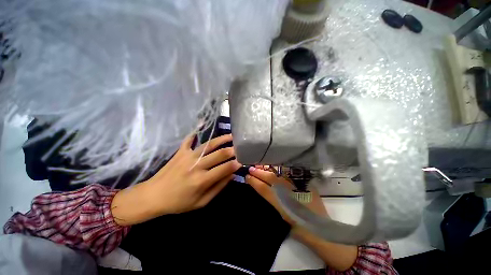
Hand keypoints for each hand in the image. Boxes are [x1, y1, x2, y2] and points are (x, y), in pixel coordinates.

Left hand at [112, 134, 240, 225]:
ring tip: (231, 136)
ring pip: (209, 145)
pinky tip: (202, 126)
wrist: (153, 197)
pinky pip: (189, 140)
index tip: (243, 160)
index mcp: (202, 180)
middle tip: (241, 147)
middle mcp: (197, 166)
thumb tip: (231, 175)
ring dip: (222, 139)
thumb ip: (218, 187)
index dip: (236, 164)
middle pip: (219, 154)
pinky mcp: (180, 152)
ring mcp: (188, 156)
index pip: (225, 168)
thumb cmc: (178, 203)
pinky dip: (196, 133)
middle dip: (233, 150)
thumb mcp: (201, 202)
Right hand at [246, 167, 357, 271]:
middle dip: (259, 173)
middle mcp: (289, 192)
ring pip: (280, 174)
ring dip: (269, 169)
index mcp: (282, 203)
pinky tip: (275, 167)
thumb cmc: (300, 227)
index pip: (264, 189)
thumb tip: (265, 188)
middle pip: (271, 179)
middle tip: (251, 168)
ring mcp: (298, 187)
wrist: (320, 230)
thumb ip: (274, 200)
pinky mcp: (305, 184)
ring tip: (261, 165)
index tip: (247, 176)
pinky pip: (290, 174)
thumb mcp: (283, 216)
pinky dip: (281, 170)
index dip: (254, 182)